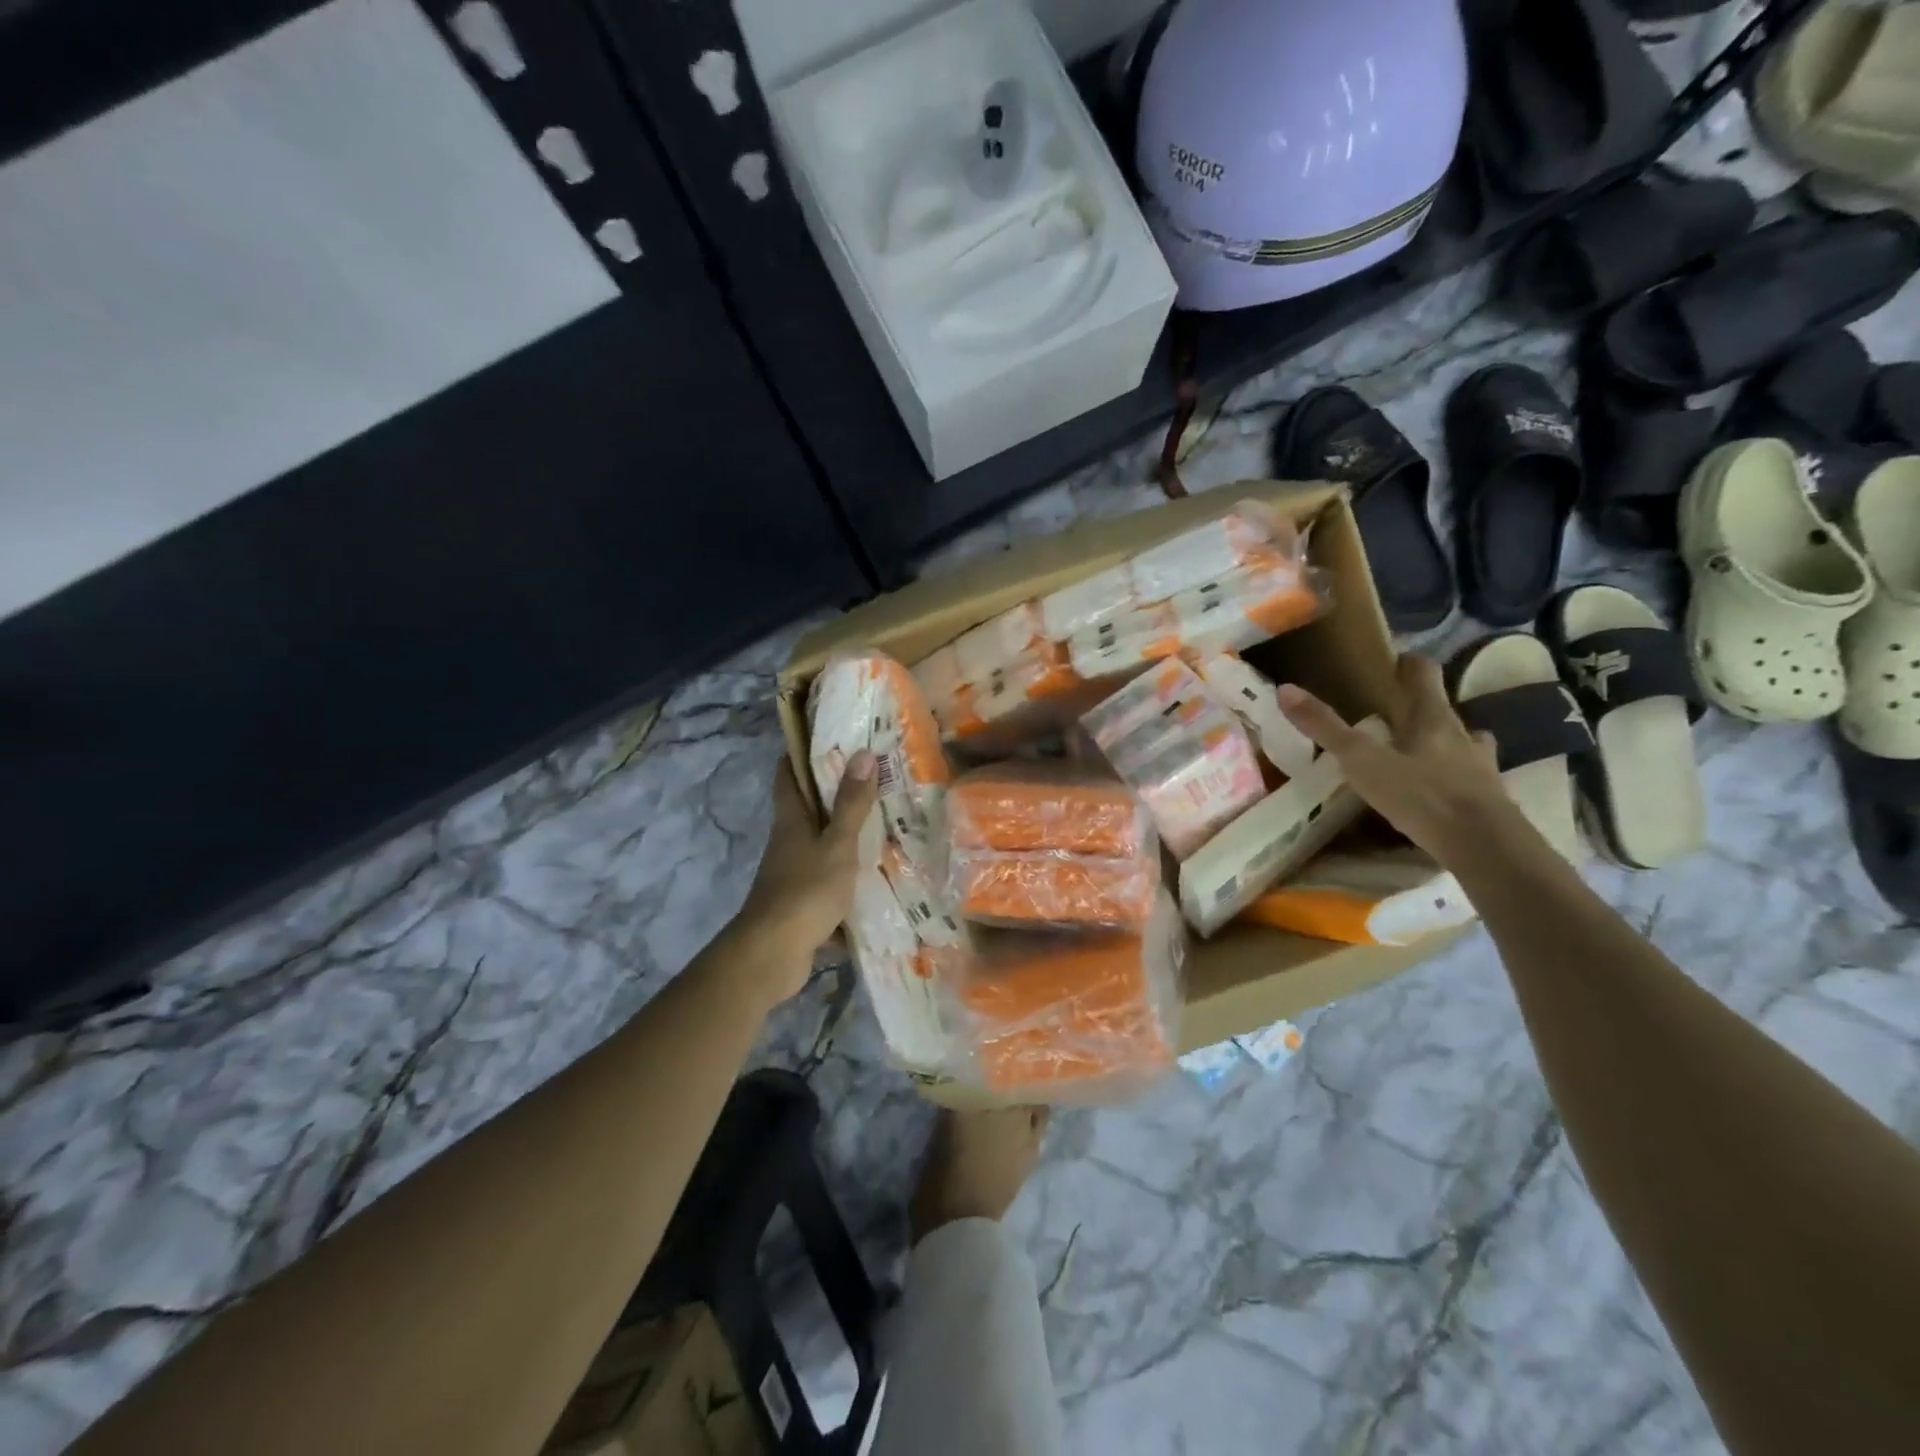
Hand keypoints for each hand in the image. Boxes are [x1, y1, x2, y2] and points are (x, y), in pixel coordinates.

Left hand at [729, 752, 879, 1005]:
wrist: (773, 954)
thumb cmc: (805, 891)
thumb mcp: (837, 845)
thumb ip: (851, 805)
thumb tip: (862, 753)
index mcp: (791, 821)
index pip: (788, 775)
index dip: (801, 754)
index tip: (828, 738)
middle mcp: (787, 842)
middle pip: (805, 809)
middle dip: (833, 793)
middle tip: (871, 778)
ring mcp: (791, 874)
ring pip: (818, 846)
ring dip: (842, 836)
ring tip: (881, 824)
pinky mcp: (799, 903)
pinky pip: (826, 882)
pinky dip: (845, 879)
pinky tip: (874, 881)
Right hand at [1277, 652, 1524, 868]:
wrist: (1484, 844)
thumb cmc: (1421, 794)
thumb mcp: (1362, 760)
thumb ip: (1326, 727)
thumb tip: (1285, 689)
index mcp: (1432, 717)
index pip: (1424, 674)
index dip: (1408, 664)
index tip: (1392, 661)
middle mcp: (1461, 734)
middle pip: (1442, 709)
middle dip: (1420, 707)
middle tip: (1392, 714)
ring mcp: (1481, 766)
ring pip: (1462, 743)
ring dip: (1444, 743)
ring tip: (1418, 755)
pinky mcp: (1489, 799)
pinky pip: (1469, 778)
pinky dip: (1454, 778)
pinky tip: (1439, 792)